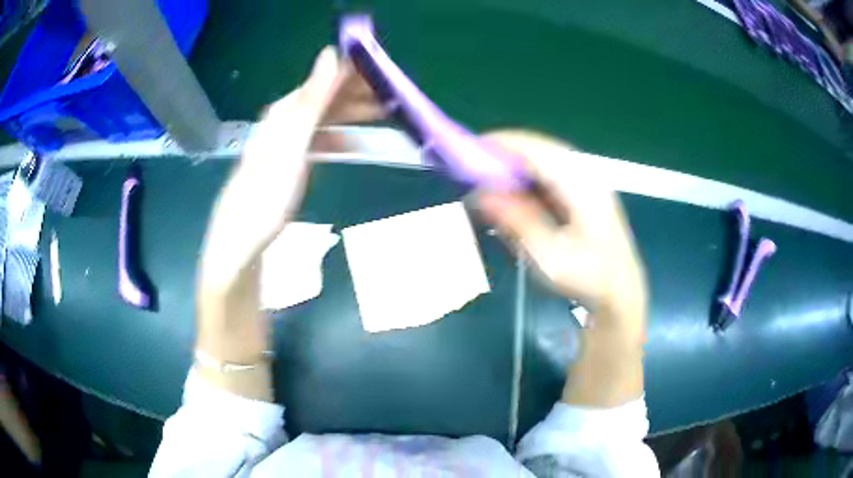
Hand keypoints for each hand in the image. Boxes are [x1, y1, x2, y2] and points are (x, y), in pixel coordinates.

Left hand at [199, 47, 381, 292]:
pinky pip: (318, 142)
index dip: (350, 75)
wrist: (242, 246)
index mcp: (282, 115)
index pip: (320, 83)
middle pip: (322, 100)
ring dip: (350, 116)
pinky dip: (339, 139)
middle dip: (355, 95)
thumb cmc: (266, 197)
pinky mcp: (286, 168)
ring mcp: (283, 147)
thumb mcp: (290, 145)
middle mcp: (281, 125)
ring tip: (381, 117)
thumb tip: (329, 53)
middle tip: (390, 98)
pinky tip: (353, 146)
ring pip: (322, 120)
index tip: (383, 74)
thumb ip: (310, 100)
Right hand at [476, 130, 646, 329]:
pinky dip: (531, 175)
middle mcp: (587, 175)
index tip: (472, 147)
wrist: (621, 290)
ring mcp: (588, 182)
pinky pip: (553, 172)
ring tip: (491, 175)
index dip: (504, 144)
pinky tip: (518, 190)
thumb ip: (517, 222)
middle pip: (542, 148)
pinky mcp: (585, 191)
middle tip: (476, 164)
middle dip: (508, 152)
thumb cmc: (588, 278)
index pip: (538, 150)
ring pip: (547, 158)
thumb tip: (482, 194)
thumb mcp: (549, 257)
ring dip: (519, 163)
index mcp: (582, 187)